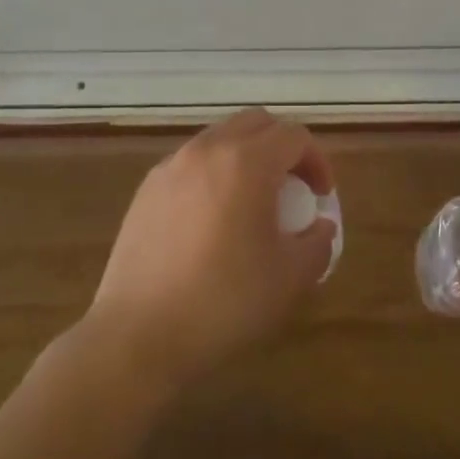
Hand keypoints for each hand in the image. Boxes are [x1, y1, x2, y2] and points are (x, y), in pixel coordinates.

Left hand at [86, 108, 335, 395]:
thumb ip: (317, 243)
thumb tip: (321, 227)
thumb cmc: (223, 302)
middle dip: (283, 146)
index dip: (317, 161)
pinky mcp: (147, 189)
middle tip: (293, 187)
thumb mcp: (289, 278)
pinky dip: (214, 172)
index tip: (321, 197)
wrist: (138, 335)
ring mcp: (172, 166)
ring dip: (247, 155)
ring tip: (253, 200)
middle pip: (257, 122)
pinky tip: (213, 218)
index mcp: (247, 162)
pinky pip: (191, 162)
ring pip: (221, 137)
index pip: (294, 136)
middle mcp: (208, 150)